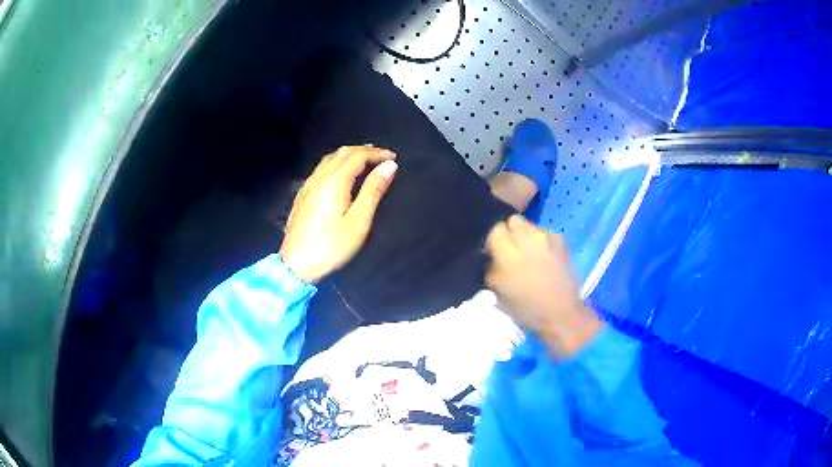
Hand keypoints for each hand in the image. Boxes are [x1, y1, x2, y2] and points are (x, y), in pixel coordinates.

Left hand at [279, 146, 397, 282]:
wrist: (296, 265)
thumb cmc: (331, 246)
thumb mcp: (359, 221)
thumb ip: (373, 191)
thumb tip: (389, 166)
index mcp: (334, 181)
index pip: (358, 156)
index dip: (376, 153)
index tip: (393, 158)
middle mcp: (319, 178)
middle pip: (342, 153)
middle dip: (363, 150)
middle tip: (381, 156)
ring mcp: (307, 186)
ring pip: (329, 159)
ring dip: (349, 155)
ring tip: (364, 160)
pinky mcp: (302, 195)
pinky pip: (321, 169)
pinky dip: (336, 163)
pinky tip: (340, 174)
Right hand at [486, 215, 601, 355]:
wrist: (561, 312)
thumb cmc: (525, 307)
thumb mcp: (496, 290)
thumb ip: (490, 267)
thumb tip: (490, 255)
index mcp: (507, 252)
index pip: (494, 229)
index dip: (494, 241)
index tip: (495, 253)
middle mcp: (526, 237)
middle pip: (512, 221)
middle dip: (510, 232)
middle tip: (512, 250)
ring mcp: (545, 236)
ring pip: (529, 225)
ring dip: (526, 236)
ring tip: (530, 254)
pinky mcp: (560, 239)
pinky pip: (544, 233)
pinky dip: (541, 242)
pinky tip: (544, 258)